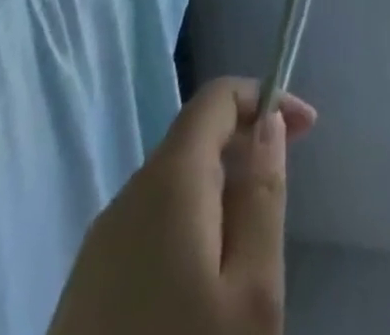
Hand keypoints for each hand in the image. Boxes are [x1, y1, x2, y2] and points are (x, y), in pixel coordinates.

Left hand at [49, 77, 316, 334]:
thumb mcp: (252, 292)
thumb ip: (263, 195)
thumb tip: (269, 122)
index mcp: (167, 184)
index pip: (216, 98)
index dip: (265, 97)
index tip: (306, 129)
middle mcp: (124, 200)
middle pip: (193, 140)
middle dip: (244, 149)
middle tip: (282, 194)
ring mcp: (96, 249)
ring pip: (171, 187)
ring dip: (217, 193)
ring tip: (248, 248)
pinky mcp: (83, 292)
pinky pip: (146, 229)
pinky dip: (186, 229)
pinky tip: (201, 287)